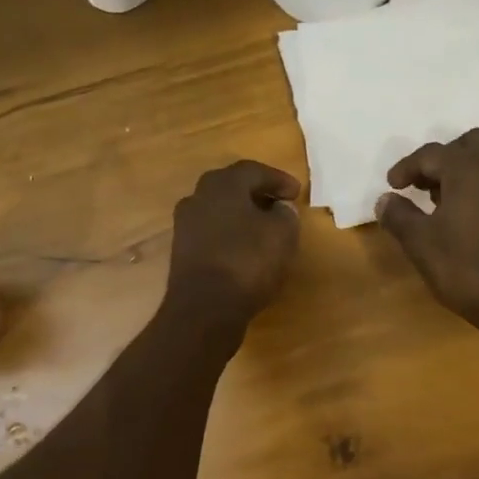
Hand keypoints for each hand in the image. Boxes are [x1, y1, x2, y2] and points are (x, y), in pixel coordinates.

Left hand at [166, 160, 301, 324]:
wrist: (204, 308)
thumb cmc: (248, 262)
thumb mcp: (282, 235)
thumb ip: (286, 215)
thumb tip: (280, 208)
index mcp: (223, 185)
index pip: (253, 170)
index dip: (278, 179)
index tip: (297, 193)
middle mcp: (198, 197)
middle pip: (231, 186)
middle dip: (256, 193)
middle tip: (278, 204)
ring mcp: (185, 224)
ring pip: (219, 209)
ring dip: (241, 214)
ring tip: (263, 227)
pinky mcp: (182, 250)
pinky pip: (211, 231)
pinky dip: (229, 233)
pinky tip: (244, 248)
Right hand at [376, 128, 478, 336]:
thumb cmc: (467, 269)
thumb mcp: (421, 244)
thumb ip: (399, 216)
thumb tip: (384, 200)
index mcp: (468, 168)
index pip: (430, 154)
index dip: (406, 168)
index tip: (391, 186)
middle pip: (468, 144)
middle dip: (442, 159)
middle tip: (422, 184)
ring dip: (462, 172)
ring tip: (440, 201)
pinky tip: (466, 218)